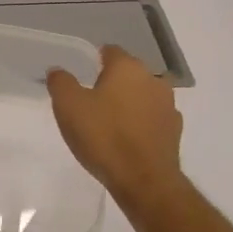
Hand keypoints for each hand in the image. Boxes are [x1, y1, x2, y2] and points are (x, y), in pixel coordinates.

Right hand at [47, 46, 185, 210]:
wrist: (143, 180)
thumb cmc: (103, 136)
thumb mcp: (68, 106)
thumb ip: (60, 82)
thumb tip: (58, 70)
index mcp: (128, 68)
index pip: (110, 51)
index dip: (94, 59)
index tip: (81, 74)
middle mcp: (153, 79)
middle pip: (128, 73)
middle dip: (112, 82)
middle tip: (90, 101)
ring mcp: (168, 106)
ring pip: (143, 95)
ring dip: (128, 103)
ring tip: (109, 122)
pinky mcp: (175, 131)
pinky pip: (152, 118)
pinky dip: (140, 123)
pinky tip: (127, 139)